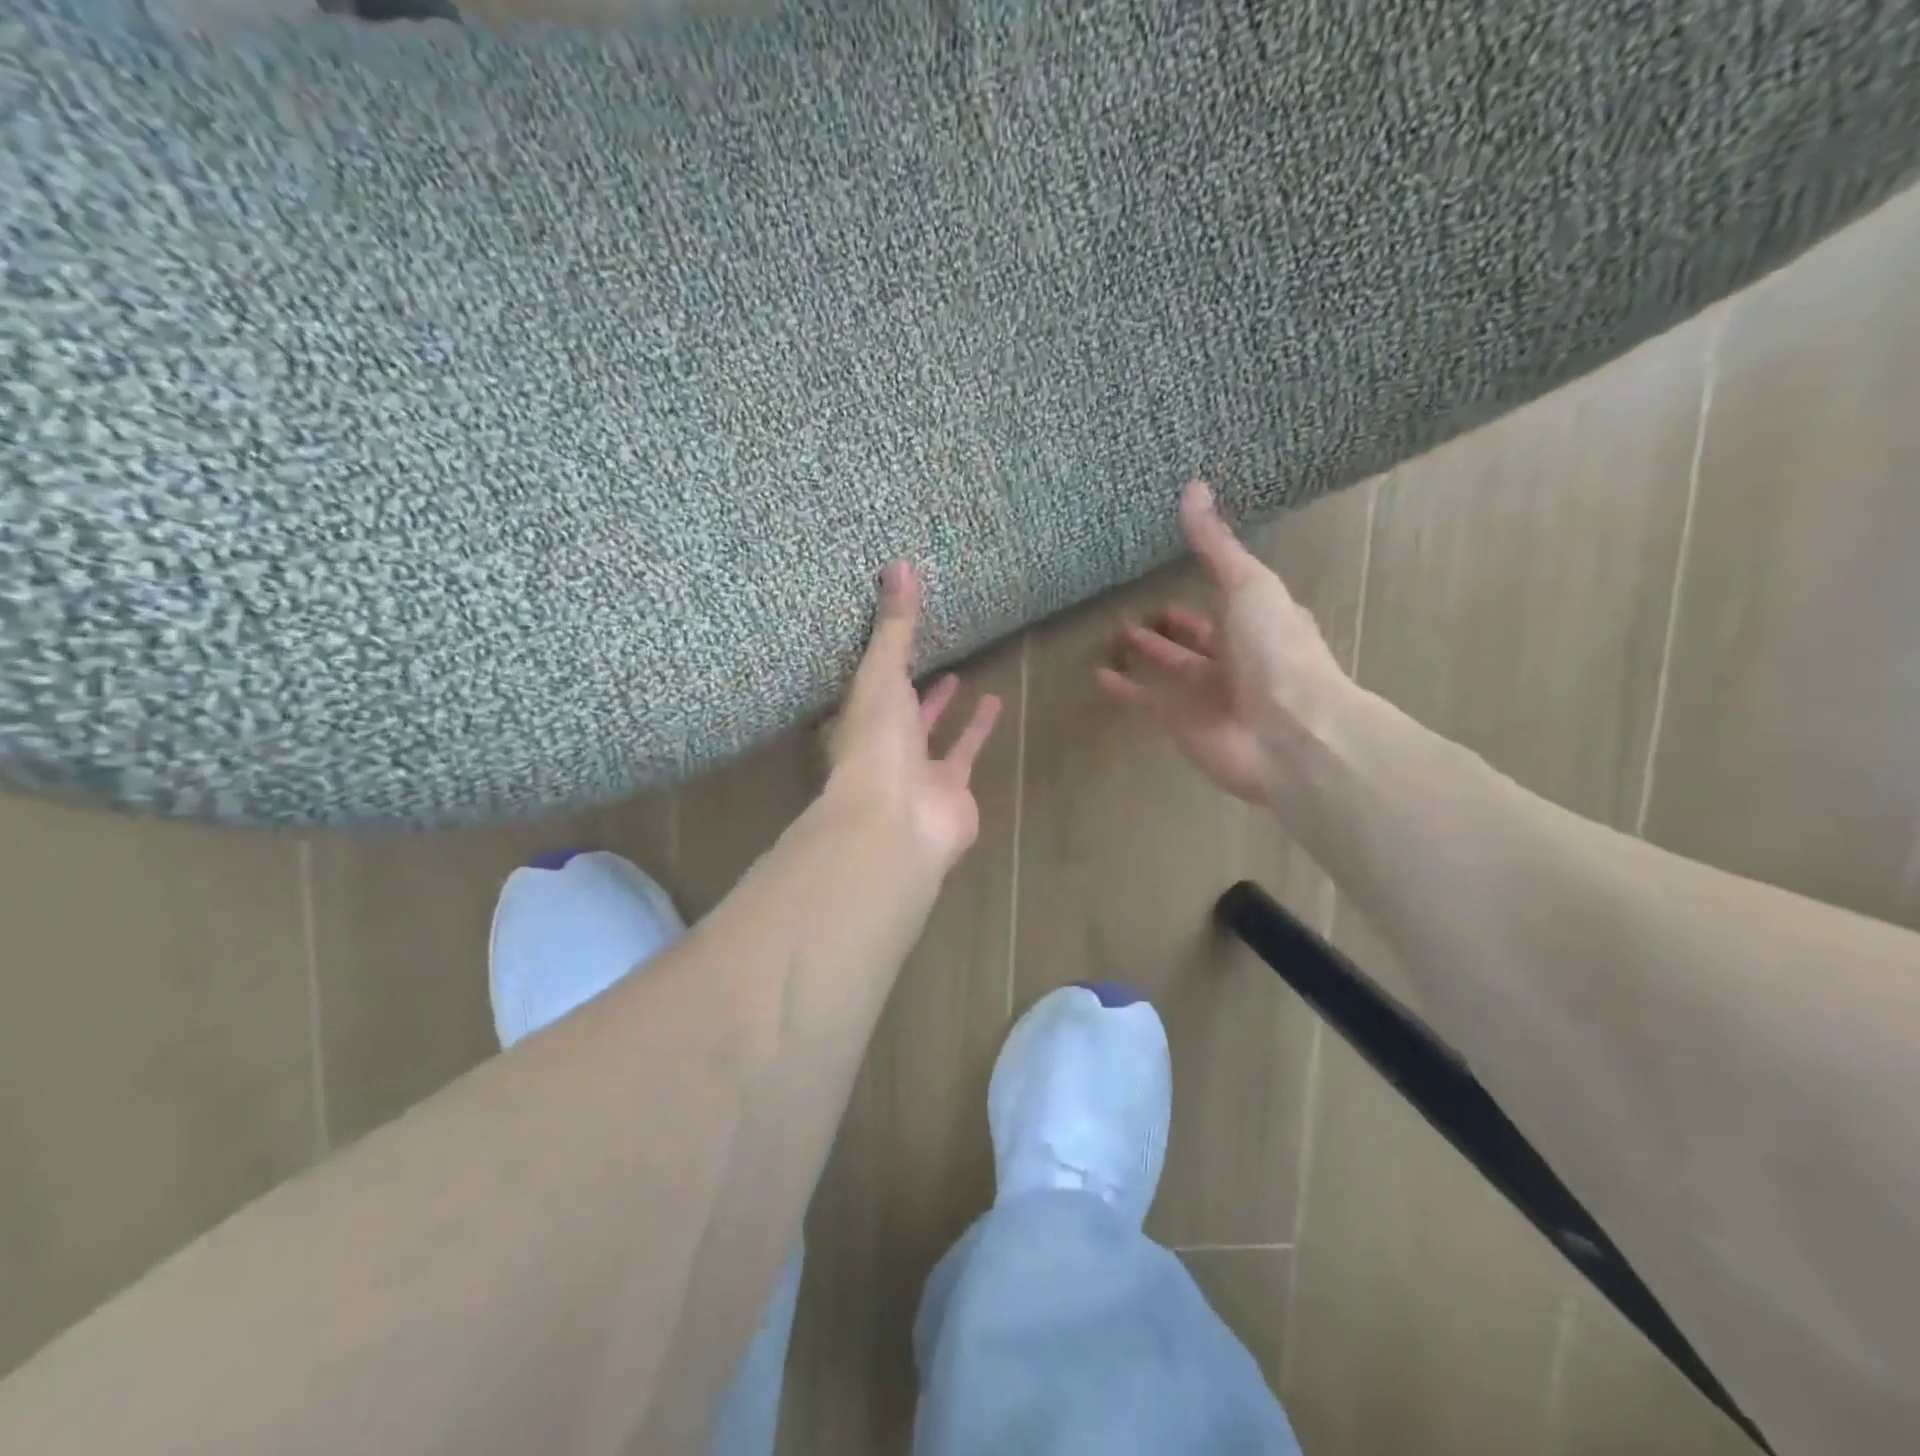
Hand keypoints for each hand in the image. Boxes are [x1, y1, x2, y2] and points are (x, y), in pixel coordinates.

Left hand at [826, 561, 1002, 872]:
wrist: (897, 819)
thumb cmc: (877, 743)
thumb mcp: (881, 674)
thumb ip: (894, 626)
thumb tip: (900, 565)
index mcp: (857, 718)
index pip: (866, 683)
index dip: (878, 659)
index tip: (891, 632)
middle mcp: (883, 745)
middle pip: (898, 710)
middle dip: (911, 685)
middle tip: (929, 653)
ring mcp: (916, 771)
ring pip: (931, 734)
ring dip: (944, 707)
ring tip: (962, 676)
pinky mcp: (951, 789)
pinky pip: (965, 752)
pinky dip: (978, 729)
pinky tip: (995, 703)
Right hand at [1098, 480, 1350, 804]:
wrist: (1286, 732)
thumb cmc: (1275, 650)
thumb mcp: (1246, 584)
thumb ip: (1215, 543)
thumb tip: (1194, 485)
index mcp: (1262, 622)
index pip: (1232, 598)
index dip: (1209, 585)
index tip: (1178, 567)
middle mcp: (1238, 658)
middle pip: (1200, 637)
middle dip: (1174, 624)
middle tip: (1139, 608)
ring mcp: (1210, 693)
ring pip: (1173, 668)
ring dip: (1149, 652)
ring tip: (1117, 633)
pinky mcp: (1182, 722)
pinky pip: (1147, 701)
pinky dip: (1125, 689)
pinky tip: (1100, 675)